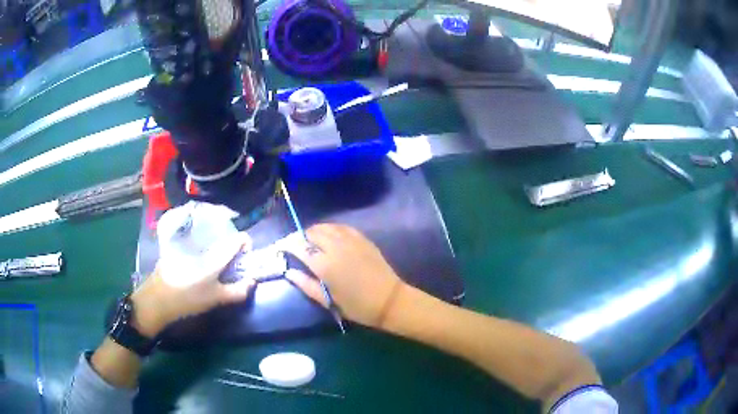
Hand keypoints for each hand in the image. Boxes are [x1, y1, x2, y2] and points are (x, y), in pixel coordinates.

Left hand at [130, 233, 254, 337]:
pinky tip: (196, 268)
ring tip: (214, 269)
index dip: (246, 244)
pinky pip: (196, 245)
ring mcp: (188, 245)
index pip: (238, 239)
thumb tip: (252, 281)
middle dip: (230, 249)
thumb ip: (237, 291)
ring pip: (209, 242)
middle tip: (229, 267)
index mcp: (214, 256)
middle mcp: (202, 245)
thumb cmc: (188, 299)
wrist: (156, 299)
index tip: (245, 257)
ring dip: (216, 250)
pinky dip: (202, 252)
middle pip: (223, 238)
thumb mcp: (215, 299)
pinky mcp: (176, 249)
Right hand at [285, 224, 405, 328]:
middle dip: (300, 236)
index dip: (288, 245)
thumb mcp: (328, 301)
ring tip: (311, 241)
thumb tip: (288, 272)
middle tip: (296, 246)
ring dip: (315, 231)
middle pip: (312, 232)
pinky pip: (342, 227)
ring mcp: (351, 240)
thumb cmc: (357, 306)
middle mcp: (336, 247)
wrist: (389, 300)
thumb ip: (306, 284)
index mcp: (325, 265)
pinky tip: (330, 237)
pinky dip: (331, 229)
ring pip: (326, 226)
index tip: (281, 247)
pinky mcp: (363, 239)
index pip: (300, 247)